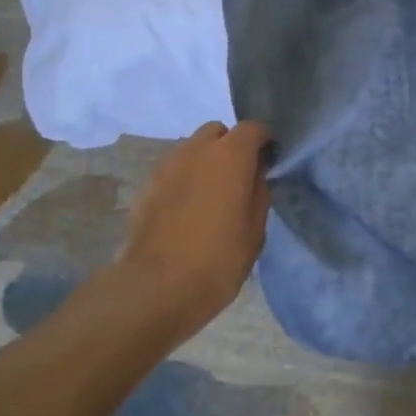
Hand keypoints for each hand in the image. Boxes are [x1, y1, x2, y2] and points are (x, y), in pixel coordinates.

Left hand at [120, 121, 271, 340]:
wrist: (155, 288)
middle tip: (239, 177)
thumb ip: (259, 192)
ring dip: (205, 161)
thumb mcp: (255, 231)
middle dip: (230, 146)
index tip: (269, 161)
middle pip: (217, 132)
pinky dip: (184, 178)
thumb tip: (256, 173)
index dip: (264, 141)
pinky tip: (187, 209)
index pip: (252, 128)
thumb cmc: (217, 259)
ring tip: (211, 194)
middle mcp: (196, 150)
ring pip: (192, 149)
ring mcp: (166, 166)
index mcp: (229, 156)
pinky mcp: (146, 186)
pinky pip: (173, 170)